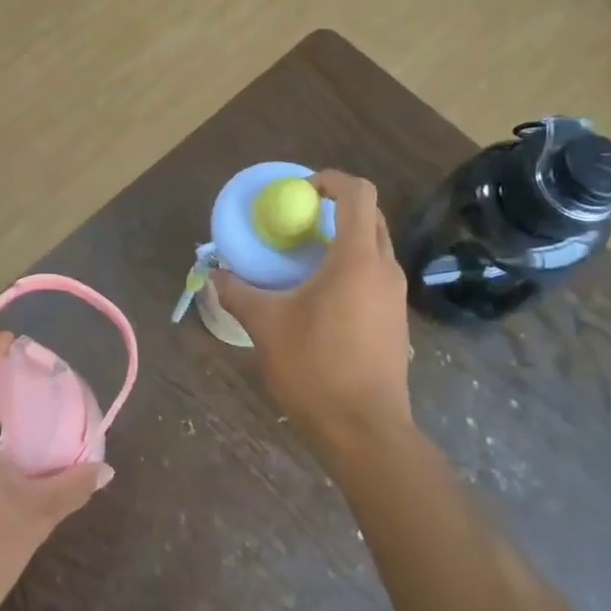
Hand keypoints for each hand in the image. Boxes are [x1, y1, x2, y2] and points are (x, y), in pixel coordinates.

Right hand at [211, 170, 413, 459]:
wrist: (365, 430)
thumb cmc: (315, 368)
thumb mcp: (266, 326)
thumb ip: (238, 292)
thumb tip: (214, 274)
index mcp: (356, 258)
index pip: (358, 193)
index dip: (330, 180)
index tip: (299, 192)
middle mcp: (384, 269)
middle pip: (370, 216)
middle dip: (336, 209)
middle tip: (298, 223)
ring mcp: (396, 296)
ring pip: (374, 247)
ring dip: (343, 240)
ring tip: (304, 261)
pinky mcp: (396, 321)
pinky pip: (375, 275)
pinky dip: (351, 268)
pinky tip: (321, 298)